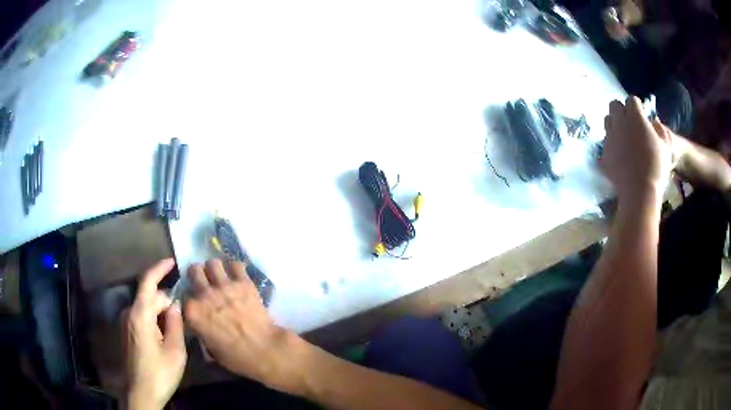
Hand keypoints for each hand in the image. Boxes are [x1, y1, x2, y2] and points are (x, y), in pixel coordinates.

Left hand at [123, 258, 186, 409]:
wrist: (140, 392)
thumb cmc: (160, 373)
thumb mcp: (175, 351)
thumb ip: (175, 323)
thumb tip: (176, 304)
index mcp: (140, 315)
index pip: (148, 282)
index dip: (159, 269)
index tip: (172, 261)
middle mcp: (129, 313)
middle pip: (149, 297)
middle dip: (166, 301)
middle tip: (185, 315)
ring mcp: (125, 323)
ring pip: (145, 308)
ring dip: (160, 311)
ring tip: (176, 326)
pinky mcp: (126, 332)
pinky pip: (140, 317)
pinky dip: (153, 319)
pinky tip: (164, 334)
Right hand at [184, 259, 299, 392]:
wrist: (265, 350)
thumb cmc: (237, 357)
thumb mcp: (210, 349)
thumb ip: (201, 331)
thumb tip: (200, 324)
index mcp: (193, 312)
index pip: (184, 295)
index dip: (190, 297)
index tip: (195, 301)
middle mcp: (205, 294)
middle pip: (194, 270)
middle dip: (198, 274)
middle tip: (204, 281)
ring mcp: (224, 286)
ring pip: (213, 263)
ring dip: (215, 269)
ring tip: (220, 277)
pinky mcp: (244, 283)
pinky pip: (236, 265)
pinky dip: (235, 269)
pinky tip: (237, 277)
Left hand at [601, 96, 672, 205]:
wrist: (639, 193)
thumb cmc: (657, 168)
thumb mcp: (666, 147)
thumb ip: (660, 130)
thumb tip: (654, 121)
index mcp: (635, 117)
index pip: (631, 100)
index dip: (637, 107)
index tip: (642, 116)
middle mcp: (619, 122)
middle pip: (615, 106)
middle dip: (622, 111)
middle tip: (631, 124)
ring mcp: (609, 137)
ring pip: (607, 121)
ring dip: (615, 124)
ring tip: (624, 138)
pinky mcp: (603, 153)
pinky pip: (605, 142)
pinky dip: (612, 144)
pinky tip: (619, 155)